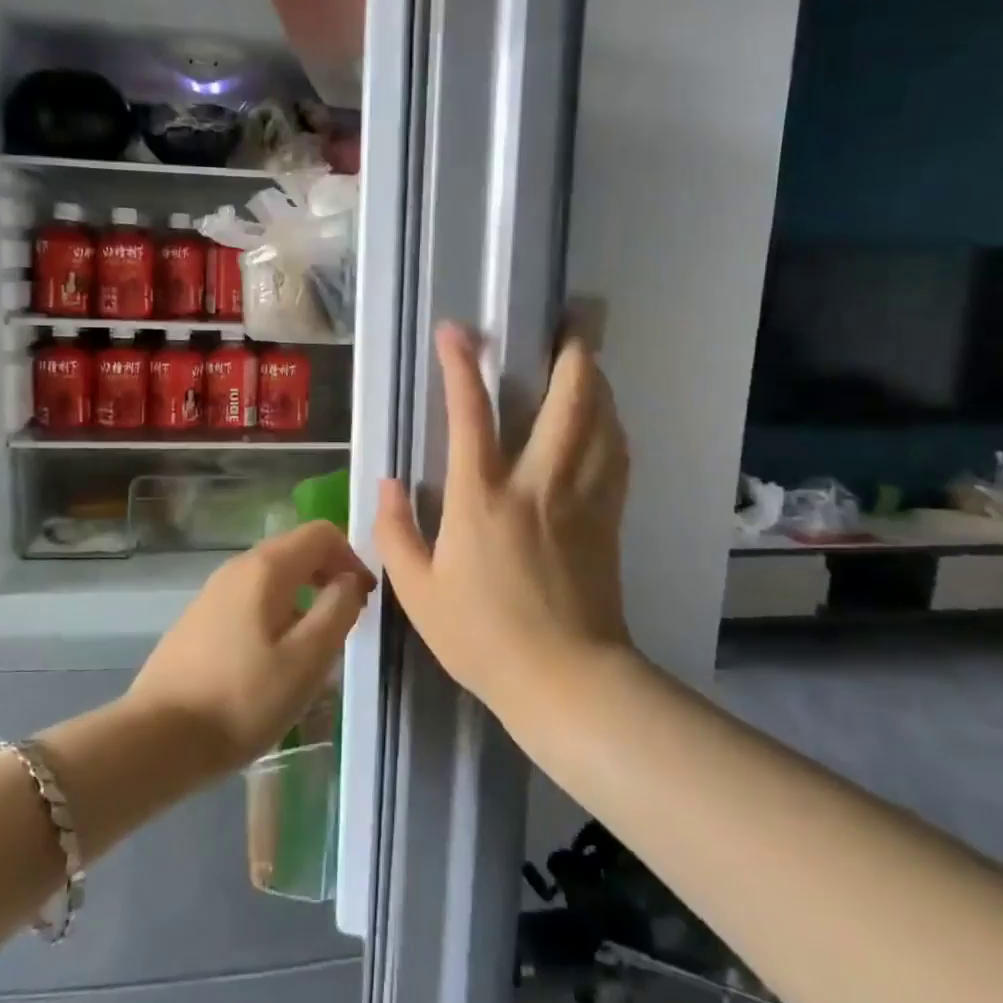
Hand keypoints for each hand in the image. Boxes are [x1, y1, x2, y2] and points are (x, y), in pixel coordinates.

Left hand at [126, 520, 375, 774]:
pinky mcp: (199, 619)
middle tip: (345, 621)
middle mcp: (237, 567)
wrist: (158, 739)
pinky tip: (273, 659)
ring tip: (313, 646)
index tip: (363, 599)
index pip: (321, 533)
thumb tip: (350, 580)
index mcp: (266, 568)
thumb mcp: (308, 659)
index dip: (352, 557)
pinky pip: (250, 599)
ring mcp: (213, 592)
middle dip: (329, 575)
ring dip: (303, 597)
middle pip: (296, 550)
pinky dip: (276, 612)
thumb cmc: (243, 699)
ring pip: (273, 577)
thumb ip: (339, 609)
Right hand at [375, 322, 633, 726]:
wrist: (566, 679)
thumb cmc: (483, 637)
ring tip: (586, 359)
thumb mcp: (417, 591)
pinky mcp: (608, 517)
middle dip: (570, 353)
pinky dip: (611, 423)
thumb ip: (395, 532)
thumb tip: (386, 483)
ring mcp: (581, 498)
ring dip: (596, 381)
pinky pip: (615, 454)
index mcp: (482, 498)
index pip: (469, 413)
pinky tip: (605, 418)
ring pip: (601, 420)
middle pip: (567, 400)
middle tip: (569, 322)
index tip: (456, 331)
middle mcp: (538, 483)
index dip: (460, 365)